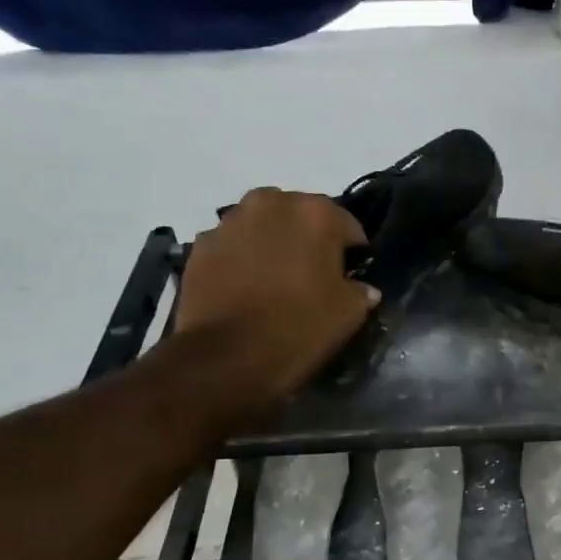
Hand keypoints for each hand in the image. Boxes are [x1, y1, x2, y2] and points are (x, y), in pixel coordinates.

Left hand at [168, 189, 377, 428]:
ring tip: (276, 284)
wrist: (229, 356)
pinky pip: (233, 246)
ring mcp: (230, 221)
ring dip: (273, 246)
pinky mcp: (200, 245)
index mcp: (317, 212)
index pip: (348, 226)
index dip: (353, 254)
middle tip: (312, 277)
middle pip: (300, 217)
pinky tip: (246, 291)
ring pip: (263, 227)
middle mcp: (272, 203)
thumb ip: (360, 290)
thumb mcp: (351, 312)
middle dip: (309, 240)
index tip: (351, 278)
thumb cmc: (301, 327)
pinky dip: (242, 260)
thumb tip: (360, 287)